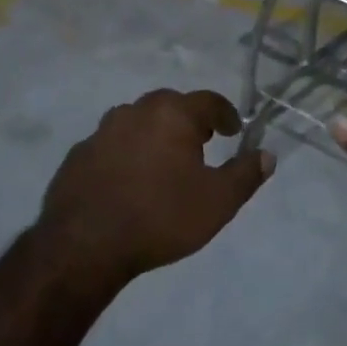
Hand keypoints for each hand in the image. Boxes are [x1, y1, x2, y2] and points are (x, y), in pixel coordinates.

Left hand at [37, 88, 273, 289]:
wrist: (84, 244)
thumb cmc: (161, 217)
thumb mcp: (217, 202)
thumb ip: (246, 174)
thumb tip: (267, 155)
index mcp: (172, 114)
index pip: (209, 101)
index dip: (226, 114)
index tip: (234, 131)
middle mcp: (136, 111)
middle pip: (171, 105)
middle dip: (189, 121)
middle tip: (201, 144)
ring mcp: (102, 131)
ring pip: (138, 122)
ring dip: (155, 134)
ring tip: (164, 163)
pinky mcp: (79, 154)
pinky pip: (112, 144)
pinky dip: (126, 153)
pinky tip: (129, 181)